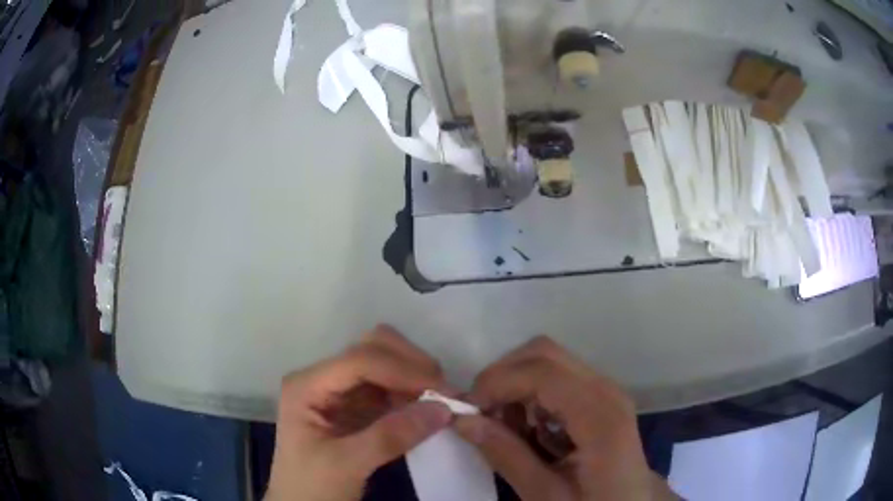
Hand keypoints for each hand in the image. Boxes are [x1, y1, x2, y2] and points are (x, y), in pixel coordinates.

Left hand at [265, 325, 453, 500]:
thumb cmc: (312, 488)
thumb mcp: (347, 465)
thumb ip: (390, 436)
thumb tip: (443, 408)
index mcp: (307, 385)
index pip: (359, 360)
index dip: (403, 370)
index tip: (443, 392)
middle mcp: (322, 378)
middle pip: (371, 348)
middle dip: (410, 365)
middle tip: (443, 393)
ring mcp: (338, 391)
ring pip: (383, 363)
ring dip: (414, 377)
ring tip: (441, 402)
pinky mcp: (354, 406)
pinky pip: (388, 388)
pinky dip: (411, 393)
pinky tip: (426, 410)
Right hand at [454, 336, 677, 500]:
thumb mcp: (546, 495)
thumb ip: (506, 455)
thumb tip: (462, 420)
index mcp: (599, 415)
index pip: (541, 372)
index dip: (496, 383)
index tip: (468, 412)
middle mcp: (605, 389)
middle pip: (543, 353)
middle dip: (503, 377)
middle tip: (483, 416)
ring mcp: (605, 389)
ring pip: (547, 361)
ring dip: (516, 386)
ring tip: (507, 429)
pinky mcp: (600, 395)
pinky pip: (557, 377)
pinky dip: (531, 394)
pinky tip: (530, 429)